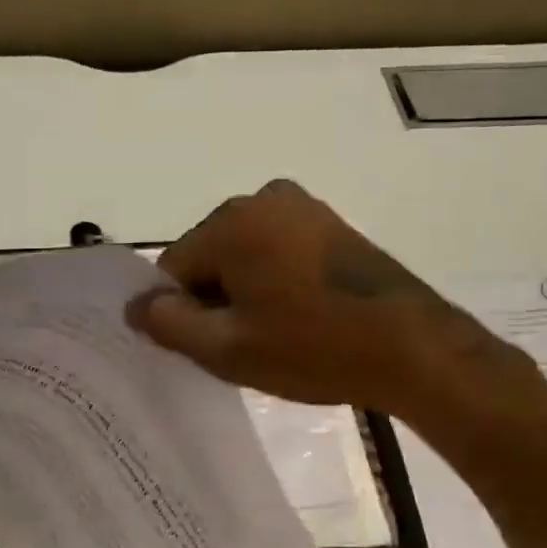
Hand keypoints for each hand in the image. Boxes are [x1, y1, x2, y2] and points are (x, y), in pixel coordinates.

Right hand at [127, 180, 540, 419]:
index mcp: (232, 222)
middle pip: (209, 256)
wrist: (411, 346)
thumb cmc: (312, 348)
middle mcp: (263, 199)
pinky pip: (277, 251)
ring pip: (243, 255)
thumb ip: (169, 324)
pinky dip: (273, 282)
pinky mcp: (330, 224)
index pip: (173, 269)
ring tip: (274, 336)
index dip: (181, 313)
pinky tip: (297, 317)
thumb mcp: (228, 348)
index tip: (207, 348)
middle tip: (243, 346)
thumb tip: (135, 306)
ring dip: (244, 293)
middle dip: (214, 299)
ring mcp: (302, 207)